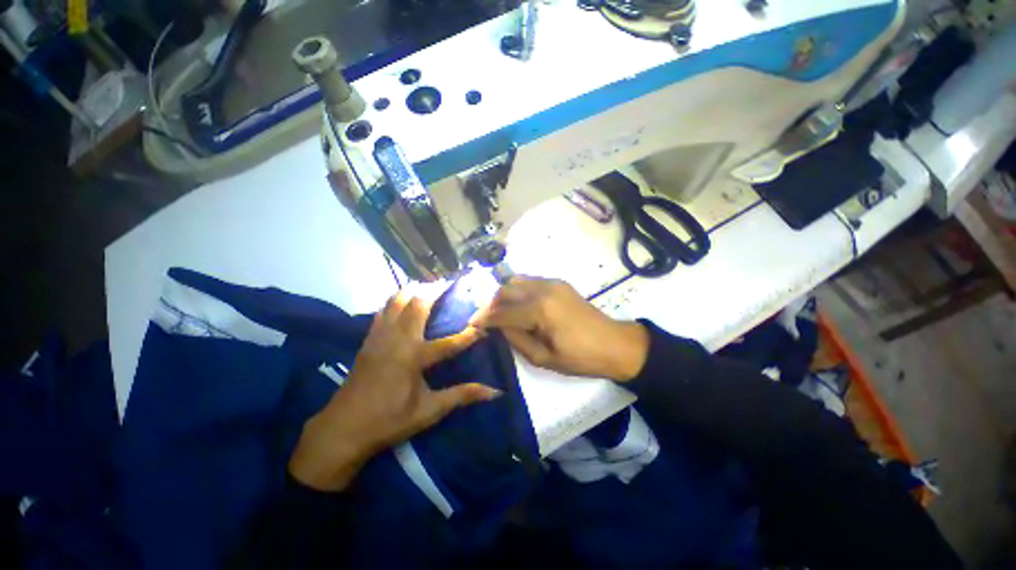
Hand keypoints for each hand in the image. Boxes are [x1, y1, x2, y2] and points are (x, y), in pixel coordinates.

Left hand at [289, 285, 501, 491]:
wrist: (342, 429)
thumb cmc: (389, 421)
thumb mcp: (429, 411)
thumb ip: (462, 396)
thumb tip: (494, 392)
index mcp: (414, 358)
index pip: (450, 342)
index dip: (470, 335)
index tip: (484, 328)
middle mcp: (398, 340)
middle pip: (417, 306)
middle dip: (434, 291)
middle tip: (448, 281)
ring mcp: (380, 337)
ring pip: (396, 302)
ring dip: (412, 290)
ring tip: (426, 284)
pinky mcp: (368, 340)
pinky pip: (382, 312)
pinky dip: (394, 300)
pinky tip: (400, 299)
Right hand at [472, 276, 649, 381]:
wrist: (614, 344)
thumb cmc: (580, 358)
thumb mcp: (543, 357)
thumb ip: (516, 339)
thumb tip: (498, 327)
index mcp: (540, 310)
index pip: (502, 312)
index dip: (484, 318)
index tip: (471, 324)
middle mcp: (543, 289)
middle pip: (505, 290)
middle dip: (491, 304)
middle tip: (484, 319)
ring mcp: (552, 282)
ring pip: (516, 281)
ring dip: (503, 295)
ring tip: (500, 312)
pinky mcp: (558, 282)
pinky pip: (529, 281)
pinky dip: (518, 290)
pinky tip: (518, 304)